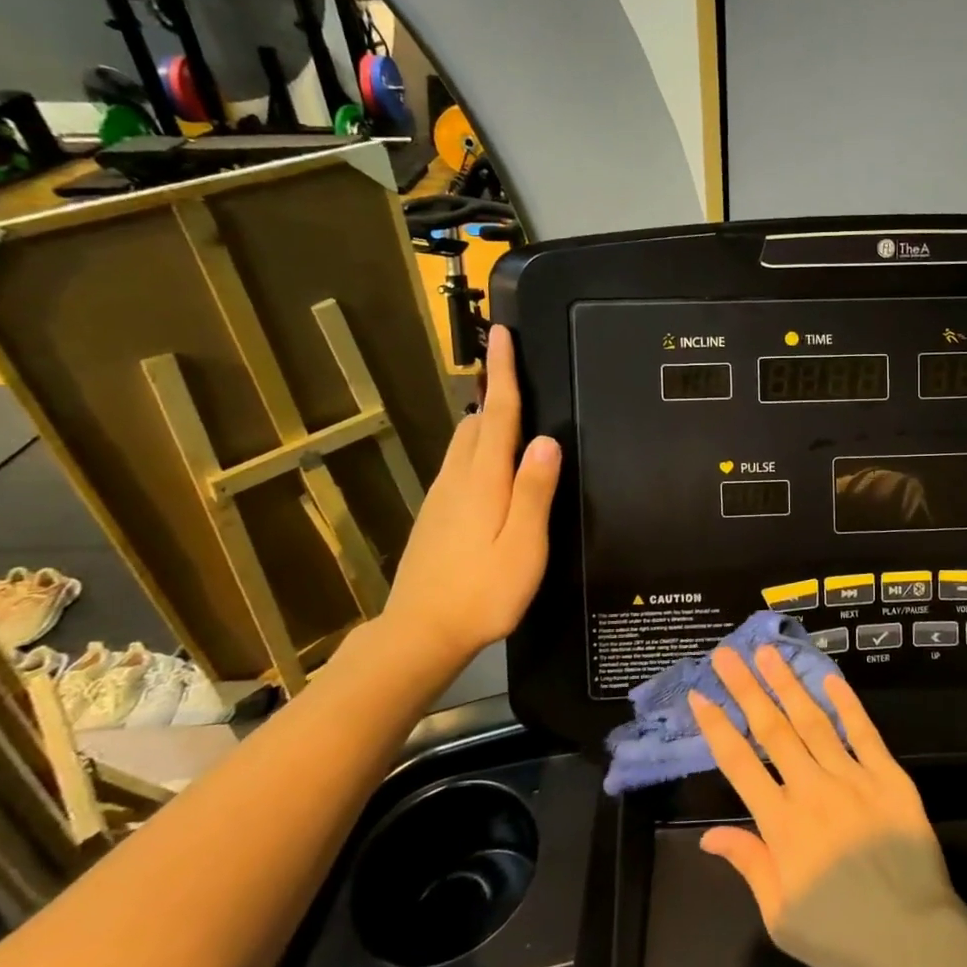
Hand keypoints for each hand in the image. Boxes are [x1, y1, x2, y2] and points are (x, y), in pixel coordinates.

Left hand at [380, 325, 560, 666]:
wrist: (419, 633)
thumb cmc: (482, 592)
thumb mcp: (524, 546)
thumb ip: (534, 491)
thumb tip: (547, 440)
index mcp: (483, 481)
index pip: (496, 413)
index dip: (502, 373)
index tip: (500, 333)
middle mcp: (458, 479)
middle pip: (476, 422)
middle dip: (493, 391)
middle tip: (514, 370)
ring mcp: (441, 498)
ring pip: (463, 443)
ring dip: (484, 419)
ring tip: (508, 412)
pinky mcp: (434, 516)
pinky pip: (458, 465)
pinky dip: (477, 448)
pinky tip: (489, 466)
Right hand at [689, 647, 961, 966]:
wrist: (914, 940)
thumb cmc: (842, 936)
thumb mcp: (782, 917)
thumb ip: (749, 865)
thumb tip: (710, 834)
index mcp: (783, 825)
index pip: (740, 764)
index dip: (717, 727)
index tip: (699, 694)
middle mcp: (812, 790)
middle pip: (773, 730)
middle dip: (746, 688)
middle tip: (727, 654)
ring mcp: (853, 778)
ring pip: (813, 721)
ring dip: (787, 684)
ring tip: (768, 653)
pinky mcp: (889, 776)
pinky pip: (863, 732)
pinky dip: (846, 703)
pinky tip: (829, 677)